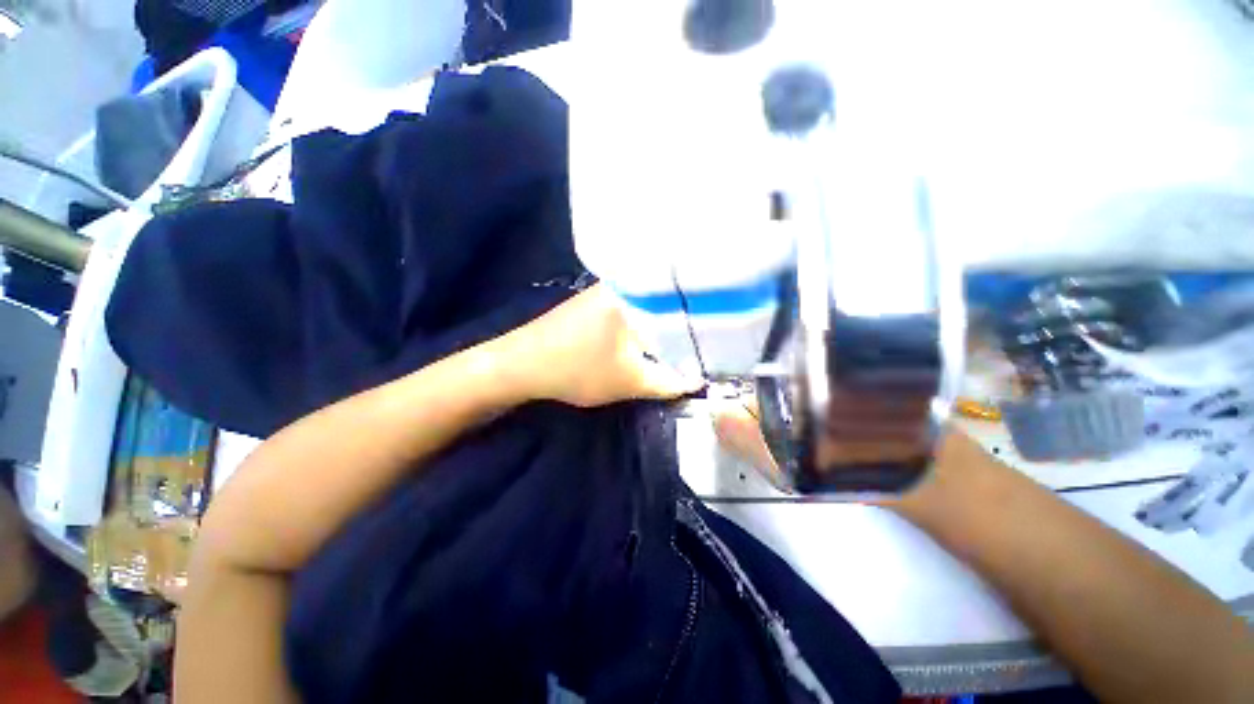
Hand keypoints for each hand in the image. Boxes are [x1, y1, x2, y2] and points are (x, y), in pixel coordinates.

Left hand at [495, 285, 704, 407]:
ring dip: (666, 328)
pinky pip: (635, 311)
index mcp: (635, 292)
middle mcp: (624, 283)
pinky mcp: (598, 303)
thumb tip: (700, 381)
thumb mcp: (630, 382)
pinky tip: (656, 340)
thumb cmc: (576, 370)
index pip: (686, 300)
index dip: (707, 321)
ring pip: (651, 308)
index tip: (725, 337)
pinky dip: (647, 327)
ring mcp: (609, 290)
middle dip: (687, 325)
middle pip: (669, 302)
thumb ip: (670, 383)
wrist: (520, 366)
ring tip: (689, 343)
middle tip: (711, 343)